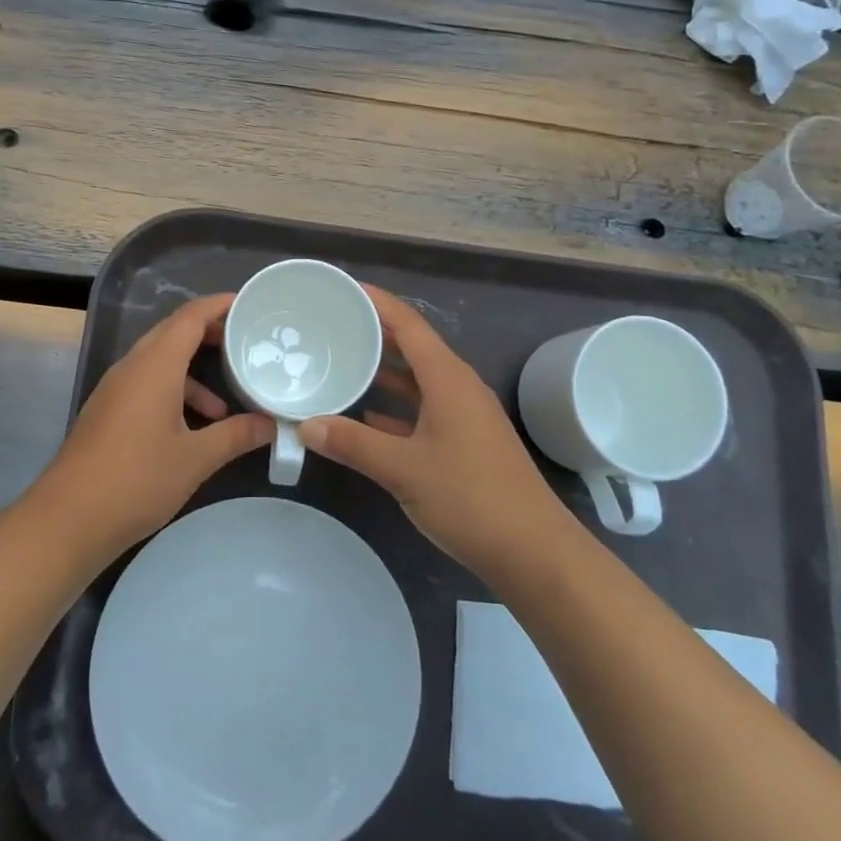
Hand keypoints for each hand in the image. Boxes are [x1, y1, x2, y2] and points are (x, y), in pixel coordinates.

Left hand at [39, 293, 272, 558]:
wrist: (68, 520)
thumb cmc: (136, 480)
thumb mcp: (195, 459)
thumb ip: (236, 435)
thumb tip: (271, 425)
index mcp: (154, 366)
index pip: (189, 317)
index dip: (219, 305)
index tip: (249, 304)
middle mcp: (132, 367)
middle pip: (173, 333)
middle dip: (210, 334)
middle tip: (245, 342)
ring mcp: (115, 389)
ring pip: (160, 361)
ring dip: (193, 372)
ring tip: (226, 403)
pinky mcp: (108, 411)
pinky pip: (147, 384)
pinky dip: (174, 393)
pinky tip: (192, 429)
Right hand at [299, 285, 566, 579]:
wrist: (534, 552)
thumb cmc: (471, 498)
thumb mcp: (403, 469)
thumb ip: (353, 444)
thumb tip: (306, 426)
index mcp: (448, 379)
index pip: (409, 324)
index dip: (378, 303)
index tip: (343, 289)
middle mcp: (458, 387)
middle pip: (413, 347)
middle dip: (375, 334)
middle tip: (332, 325)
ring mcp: (465, 415)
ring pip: (418, 380)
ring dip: (384, 371)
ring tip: (342, 363)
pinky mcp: (466, 441)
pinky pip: (424, 409)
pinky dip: (396, 406)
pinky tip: (367, 416)